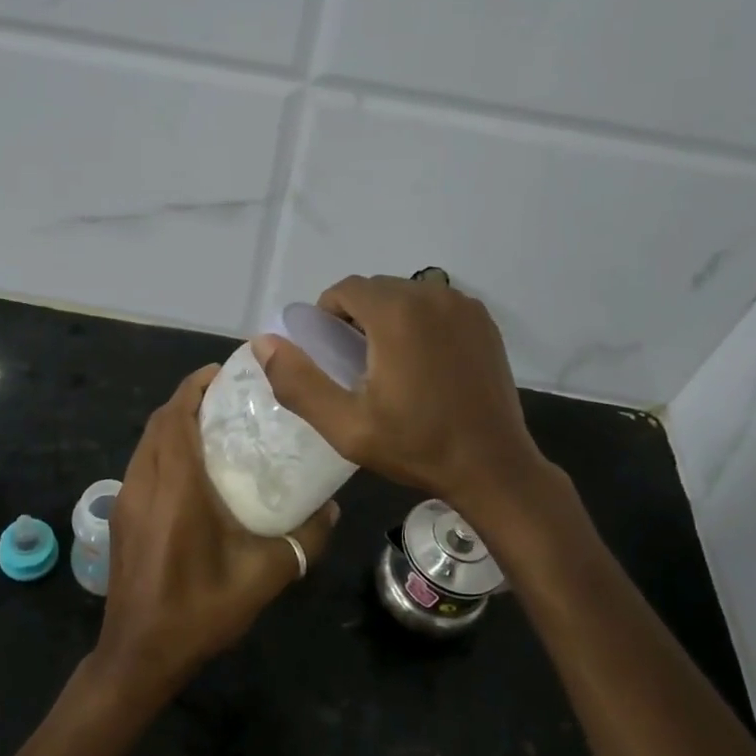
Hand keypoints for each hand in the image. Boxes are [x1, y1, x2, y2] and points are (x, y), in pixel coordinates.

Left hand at [92, 365, 338, 704]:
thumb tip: (331, 509)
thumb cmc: (198, 612)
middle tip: (230, 398)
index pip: (177, 416)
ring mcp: (126, 500)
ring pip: (147, 442)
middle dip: (190, 399)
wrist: (138, 656)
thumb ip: (303, 540)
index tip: (226, 373)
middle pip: (160, 421)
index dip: (197, 386)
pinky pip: (142, 464)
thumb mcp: (263, 577)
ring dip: (175, 423)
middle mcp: (143, 484)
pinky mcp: (121, 517)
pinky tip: (193, 470)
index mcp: (174, 488)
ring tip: (215, 426)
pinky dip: (164, 448)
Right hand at [252, 274, 545, 514]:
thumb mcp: (345, 425)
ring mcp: (464, 306)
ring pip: (407, 295)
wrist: (492, 466)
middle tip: (354, 365)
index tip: (328, 354)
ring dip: (387, 318)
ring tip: (388, 366)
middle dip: (356, 317)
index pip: (345, 289)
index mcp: (397, 314)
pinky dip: (420, 323)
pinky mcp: (484, 322)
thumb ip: (298, 381)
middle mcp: (433, 295)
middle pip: (376, 290)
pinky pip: (436, 307)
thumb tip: (263, 342)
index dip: (327, 316)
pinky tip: (423, 365)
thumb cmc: (416, 446)